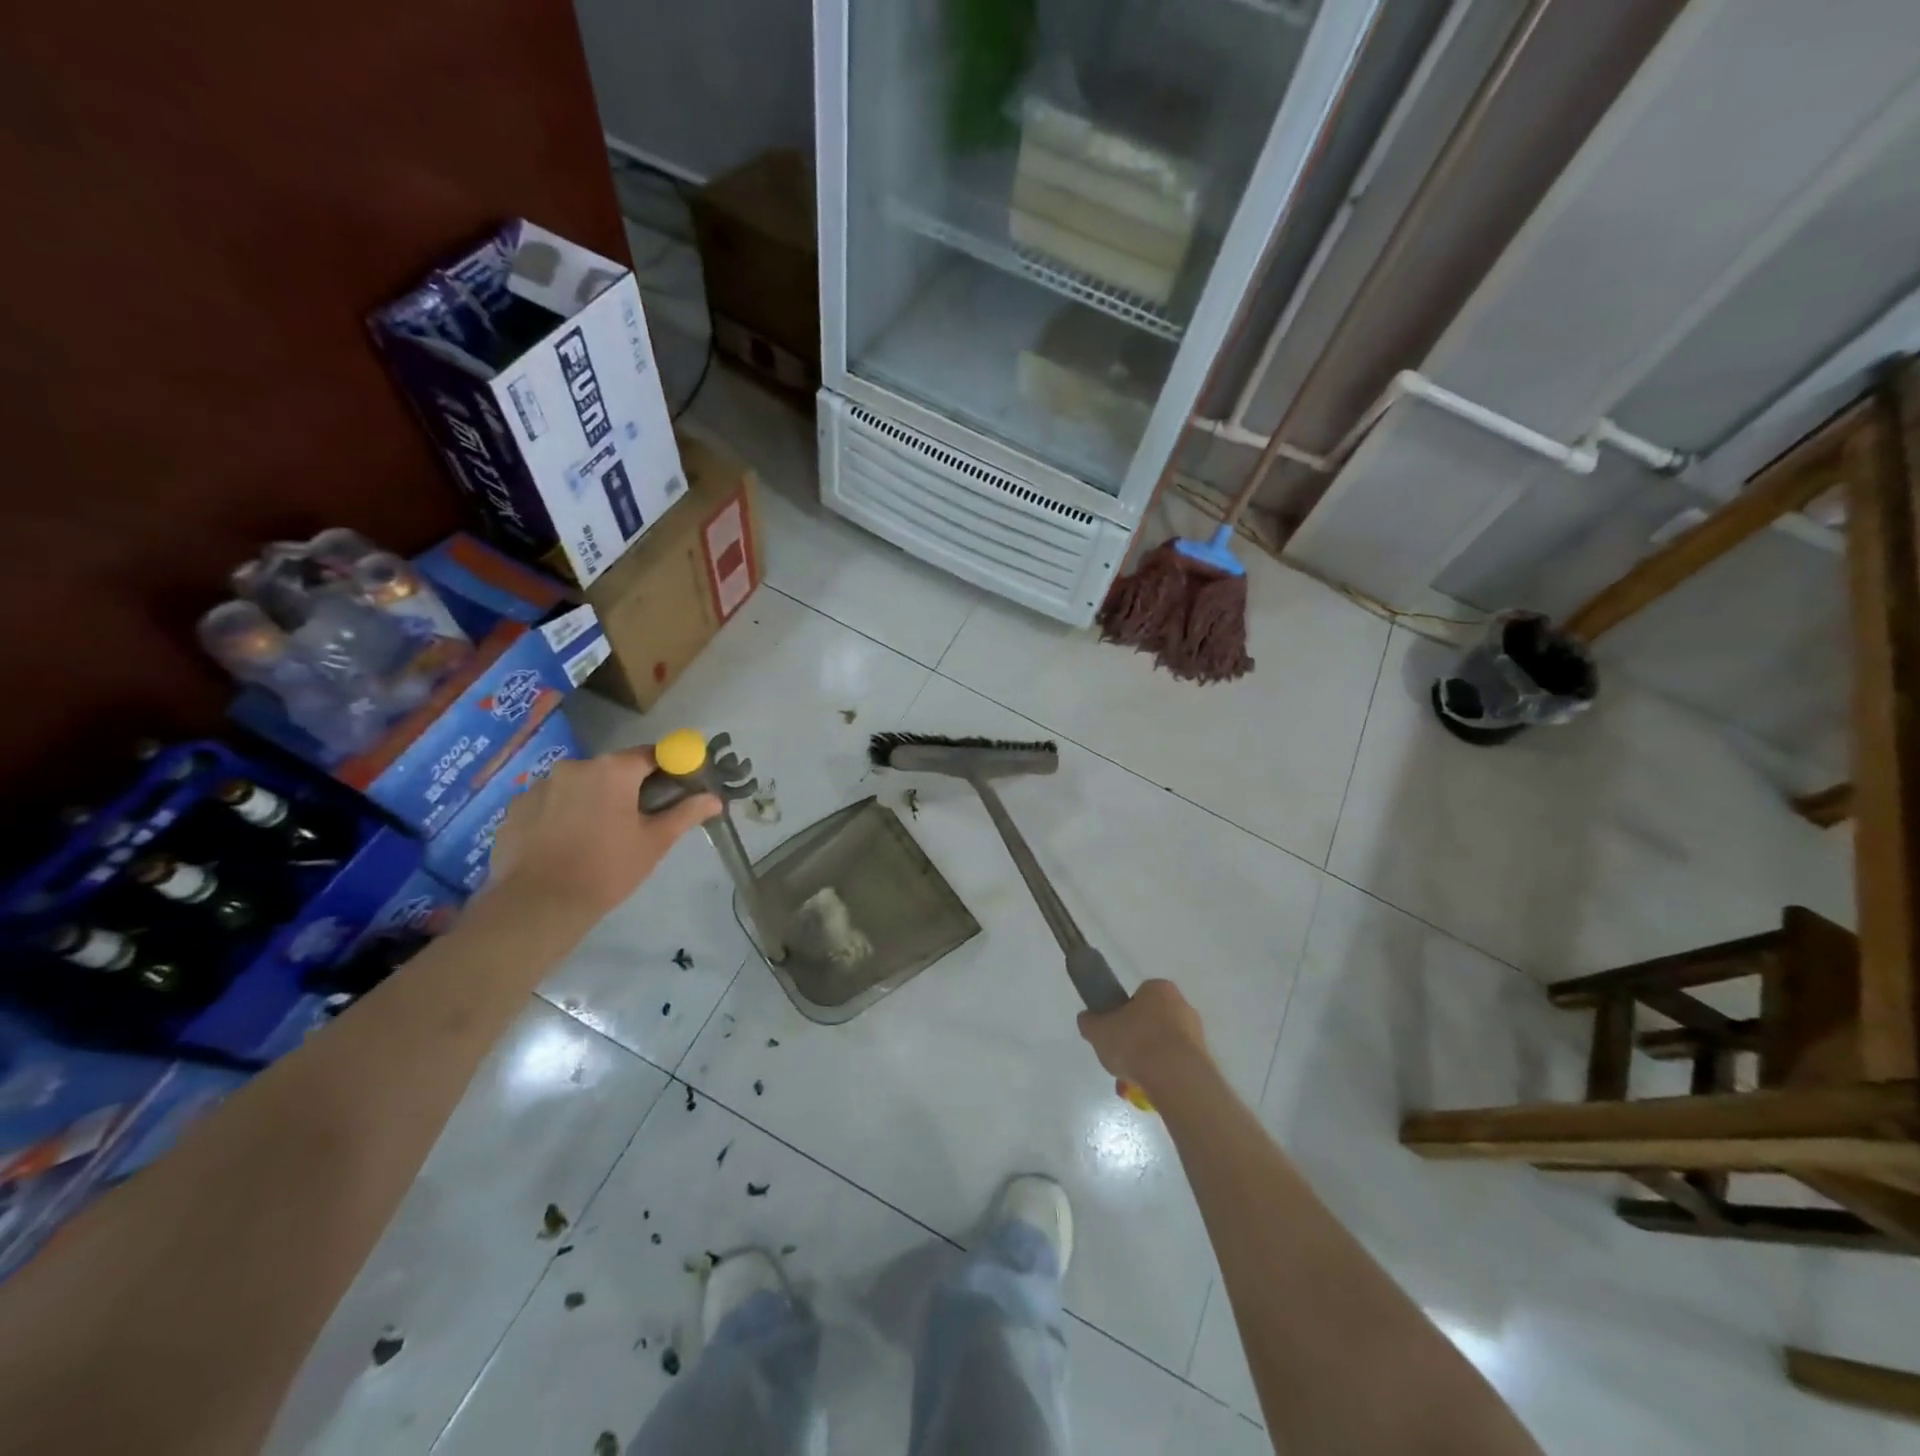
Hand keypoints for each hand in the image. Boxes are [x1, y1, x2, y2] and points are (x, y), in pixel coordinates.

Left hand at [488, 746, 720, 927]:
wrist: (539, 904)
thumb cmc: (608, 868)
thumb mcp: (655, 842)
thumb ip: (686, 813)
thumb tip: (715, 799)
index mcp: (613, 769)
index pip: (651, 754)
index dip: (668, 769)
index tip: (675, 789)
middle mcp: (575, 767)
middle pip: (612, 770)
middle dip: (627, 788)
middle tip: (637, 821)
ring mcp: (539, 786)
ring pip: (578, 786)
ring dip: (591, 801)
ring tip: (595, 837)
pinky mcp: (515, 808)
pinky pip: (549, 804)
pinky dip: (560, 815)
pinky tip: (564, 844)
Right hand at [1077, 980, 1208, 1097]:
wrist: (1176, 1077)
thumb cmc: (1135, 1042)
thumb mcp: (1099, 1030)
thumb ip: (1090, 1022)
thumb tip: (1088, 1019)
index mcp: (1158, 989)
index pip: (1138, 996)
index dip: (1123, 1014)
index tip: (1114, 1032)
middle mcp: (1182, 1005)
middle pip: (1152, 1022)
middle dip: (1137, 1041)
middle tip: (1121, 1059)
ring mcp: (1196, 1034)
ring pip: (1164, 1046)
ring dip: (1148, 1062)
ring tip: (1131, 1083)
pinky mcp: (1204, 1061)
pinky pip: (1176, 1066)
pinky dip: (1162, 1077)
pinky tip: (1148, 1091)